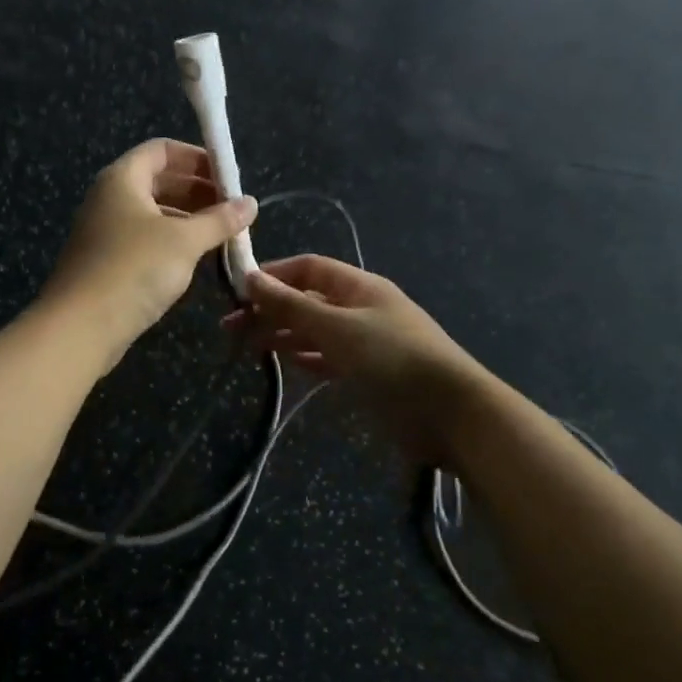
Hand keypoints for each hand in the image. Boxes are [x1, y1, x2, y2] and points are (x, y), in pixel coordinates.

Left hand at [40, 139, 256, 367]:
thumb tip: (251, 203)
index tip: (228, 177)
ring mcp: (105, 231)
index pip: (161, 150)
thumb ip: (219, 220)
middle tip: (232, 209)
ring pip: (153, 213)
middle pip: (158, 180)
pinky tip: (196, 259)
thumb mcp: (184, 241)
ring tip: (222, 235)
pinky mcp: (106, 261)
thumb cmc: (134, 269)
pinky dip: (172, 241)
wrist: (80, 327)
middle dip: (198, 191)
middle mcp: (109, 198)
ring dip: (188, 219)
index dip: (196, 157)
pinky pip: (145, 239)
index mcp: (122, 179)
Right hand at [231, 255, 487, 452]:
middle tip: (231, 328)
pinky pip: (327, 357)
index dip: (273, 275)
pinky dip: (304, 357)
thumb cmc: (391, 359)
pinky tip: (283, 362)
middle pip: (308, 299)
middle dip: (271, 308)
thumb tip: (251, 277)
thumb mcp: (336, 327)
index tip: (238, 292)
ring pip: (315, 329)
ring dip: (283, 333)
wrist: (450, 413)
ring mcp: (365, 342)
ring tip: (247, 346)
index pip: (308, 267)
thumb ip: (292, 305)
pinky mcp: (368, 373)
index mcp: (358, 286)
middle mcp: (360, 308)